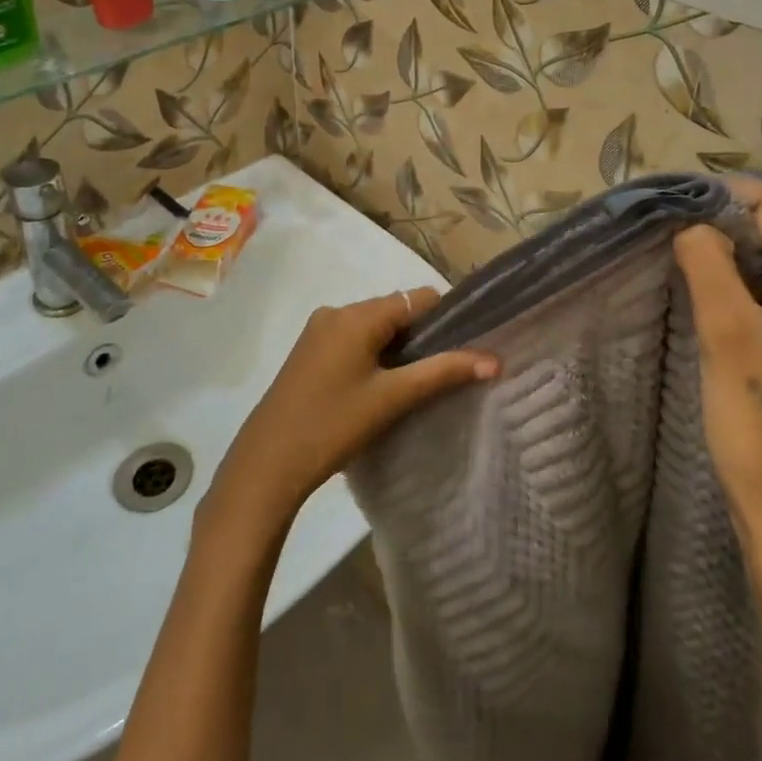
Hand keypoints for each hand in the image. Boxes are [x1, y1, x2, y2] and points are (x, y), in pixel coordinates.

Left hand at [205, 288, 497, 535]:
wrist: (268, 462)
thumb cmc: (333, 424)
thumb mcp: (393, 398)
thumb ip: (442, 372)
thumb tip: (493, 360)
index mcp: (357, 315)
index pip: (417, 298)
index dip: (446, 318)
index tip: (466, 346)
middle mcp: (336, 311)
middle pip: (395, 310)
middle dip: (421, 336)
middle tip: (443, 372)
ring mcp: (318, 330)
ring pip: (374, 327)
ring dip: (397, 347)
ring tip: (415, 383)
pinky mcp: (308, 350)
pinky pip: (353, 339)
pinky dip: (374, 354)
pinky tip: (381, 386)